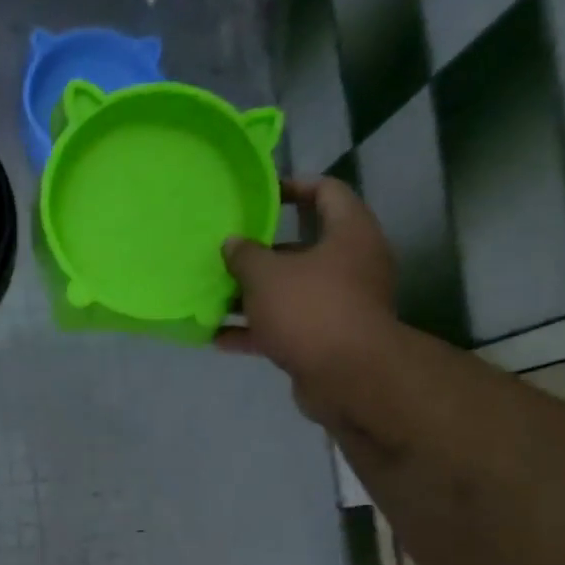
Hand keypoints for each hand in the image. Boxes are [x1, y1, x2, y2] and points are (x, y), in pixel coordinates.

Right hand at [218, 178, 398, 421]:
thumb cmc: (311, 309)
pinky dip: (256, 331)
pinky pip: (285, 327)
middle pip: (303, 248)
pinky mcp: (326, 340)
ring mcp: (339, 305)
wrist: (348, 377)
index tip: (261, 195)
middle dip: (261, 253)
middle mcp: (351, 265)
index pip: (327, 192)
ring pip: (290, 291)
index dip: (294, 187)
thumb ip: (244, 255)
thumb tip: (233, 244)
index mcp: (349, 233)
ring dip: (253, 296)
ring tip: (213, 296)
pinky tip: (218, 338)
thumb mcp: (266, 275)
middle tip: (226, 252)